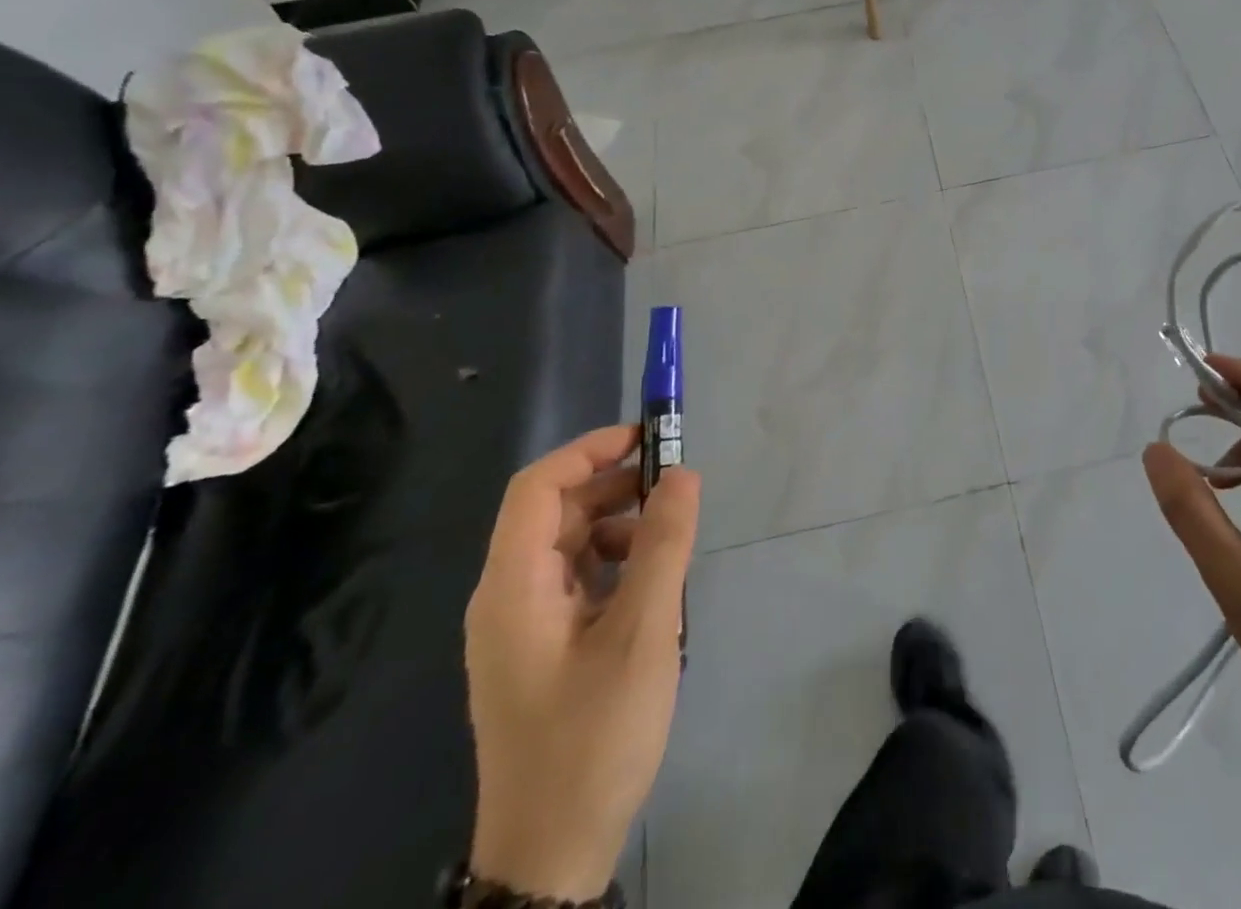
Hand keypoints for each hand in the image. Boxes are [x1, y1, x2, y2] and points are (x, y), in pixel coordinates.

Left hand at [464, 425, 700, 899]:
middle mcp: (506, 597)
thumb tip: (682, 473)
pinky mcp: (540, 648)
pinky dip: (616, 563)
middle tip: (676, 487)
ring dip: (620, 525)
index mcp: (514, 587)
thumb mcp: (643, 633)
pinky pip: (577, 579)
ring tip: (672, 541)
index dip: (590, 451)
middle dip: (615, 487)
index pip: (537, 488)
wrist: (552, 853)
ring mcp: (521, 626)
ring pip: (569, 545)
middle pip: (555, 512)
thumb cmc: (594, 737)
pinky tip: (653, 586)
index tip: (649, 439)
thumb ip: (663, 545)